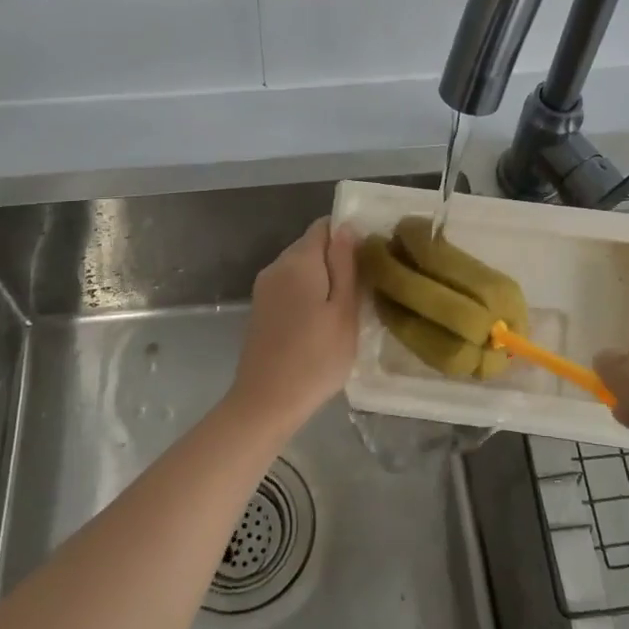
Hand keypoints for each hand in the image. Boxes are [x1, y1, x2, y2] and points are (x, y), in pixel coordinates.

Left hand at [228, 218, 359, 433]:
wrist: (265, 402)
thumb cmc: (315, 358)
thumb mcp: (344, 311)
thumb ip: (345, 265)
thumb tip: (346, 227)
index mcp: (298, 261)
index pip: (324, 226)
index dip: (348, 235)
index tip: (368, 259)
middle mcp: (276, 266)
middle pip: (311, 245)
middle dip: (336, 259)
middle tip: (363, 287)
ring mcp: (264, 288)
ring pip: (300, 268)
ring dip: (323, 279)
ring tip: (346, 307)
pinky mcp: (260, 309)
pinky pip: (289, 287)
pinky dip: (307, 294)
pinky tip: (321, 321)